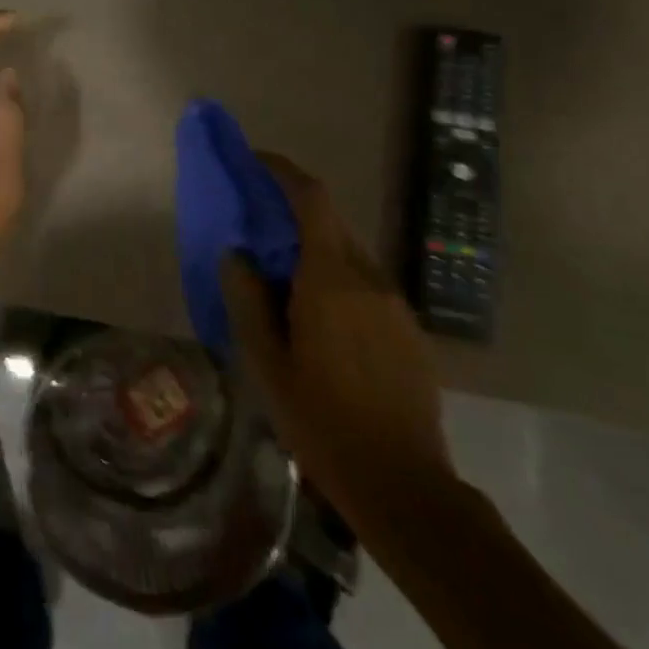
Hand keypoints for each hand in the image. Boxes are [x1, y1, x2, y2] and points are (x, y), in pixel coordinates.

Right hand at [222, 154, 457, 552]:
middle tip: (256, 230)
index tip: (256, 161)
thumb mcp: (267, 362)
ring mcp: (396, 306)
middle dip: (293, 214)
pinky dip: (336, 281)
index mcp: (331, 279)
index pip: (313, 200)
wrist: (403, 486)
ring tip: (281, 283)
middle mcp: (370, 280)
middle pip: (330, 225)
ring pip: (349, 257)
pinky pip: (366, 287)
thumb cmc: (322, 421)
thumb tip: (238, 255)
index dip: (284, 172)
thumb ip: (248, 299)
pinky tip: (319, 323)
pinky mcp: (409, 332)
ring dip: (314, 252)